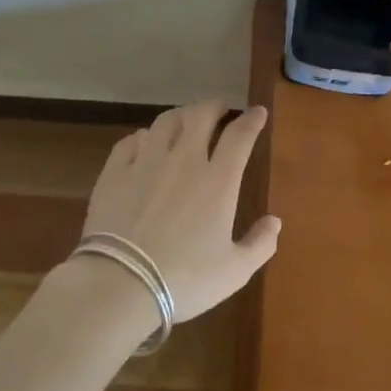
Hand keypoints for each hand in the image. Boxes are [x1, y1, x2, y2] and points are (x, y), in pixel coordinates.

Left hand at [80, 100, 281, 322]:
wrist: (120, 283)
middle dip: (214, 107)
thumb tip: (275, 221)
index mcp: (217, 180)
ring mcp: (146, 161)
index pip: (239, 135)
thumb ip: (260, 244)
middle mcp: (183, 159)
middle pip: (200, 115)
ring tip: (184, 120)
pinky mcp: (115, 171)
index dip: (251, 119)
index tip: (258, 112)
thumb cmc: (184, 279)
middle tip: (220, 110)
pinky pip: (131, 140)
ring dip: (180, 116)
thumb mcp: (234, 271)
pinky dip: (144, 136)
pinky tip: (145, 142)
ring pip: (165, 121)